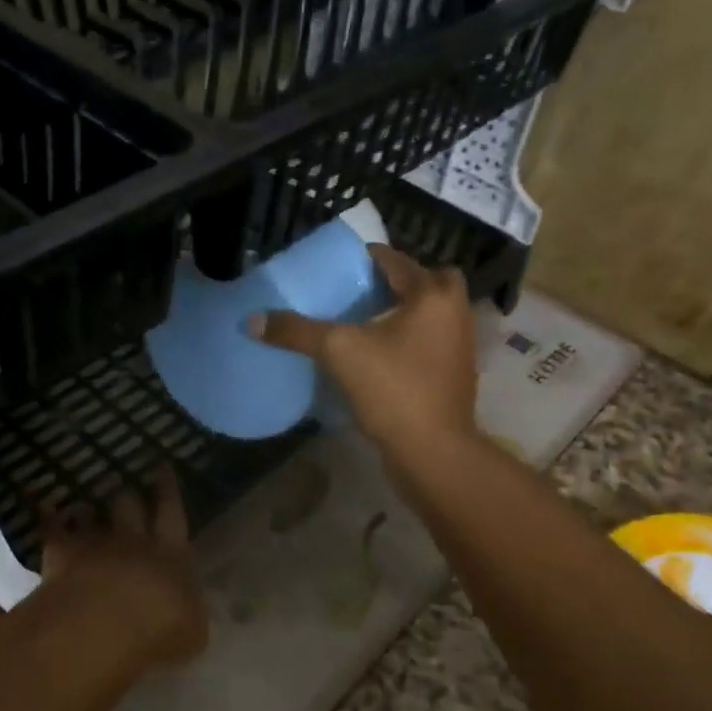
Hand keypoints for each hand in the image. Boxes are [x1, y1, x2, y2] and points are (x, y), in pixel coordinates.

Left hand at [38, 466, 206, 666]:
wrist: (104, 627)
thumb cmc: (161, 630)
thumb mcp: (193, 631)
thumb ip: (190, 614)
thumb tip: (190, 612)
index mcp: (172, 554)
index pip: (172, 513)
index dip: (168, 489)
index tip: (163, 467)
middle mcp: (134, 541)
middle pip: (130, 506)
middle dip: (128, 497)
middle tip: (125, 488)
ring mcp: (94, 545)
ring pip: (91, 514)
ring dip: (89, 509)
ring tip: (85, 505)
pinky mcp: (61, 556)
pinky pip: (53, 530)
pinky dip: (49, 518)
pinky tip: (46, 511)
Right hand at [254, 244, 478, 462]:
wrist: (433, 452)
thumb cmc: (394, 389)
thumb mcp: (339, 353)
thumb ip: (298, 331)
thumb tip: (252, 320)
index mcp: (432, 295)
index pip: (396, 260)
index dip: (366, 258)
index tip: (338, 265)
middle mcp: (454, 313)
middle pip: (430, 281)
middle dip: (400, 282)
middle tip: (364, 291)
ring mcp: (458, 347)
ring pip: (433, 314)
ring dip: (406, 312)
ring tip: (366, 322)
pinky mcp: (453, 376)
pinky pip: (430, 344)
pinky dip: (410, 341)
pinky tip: (379, 355)